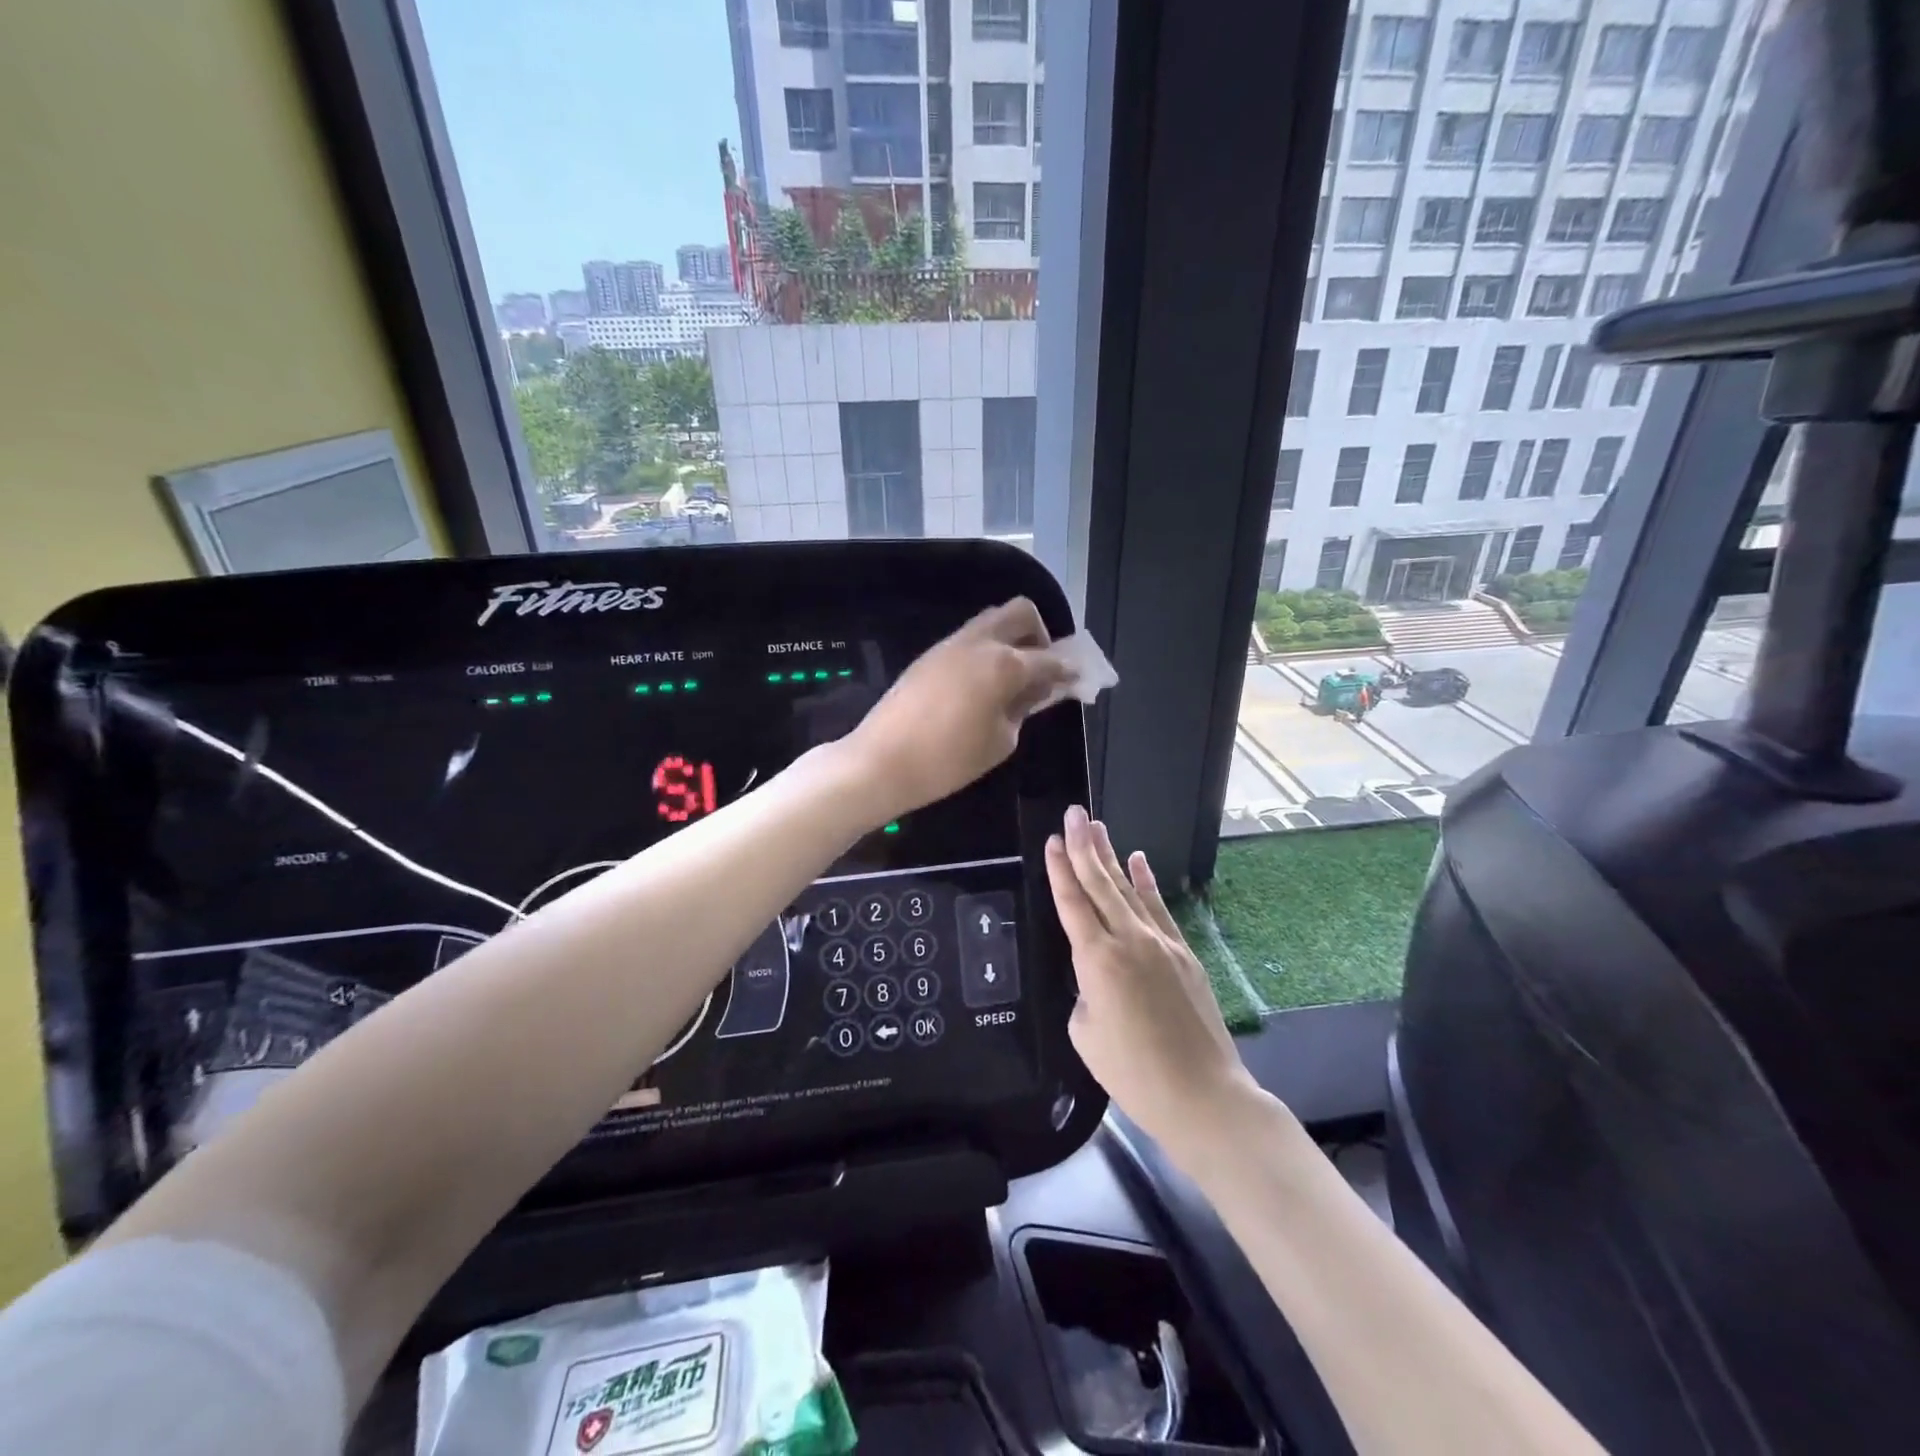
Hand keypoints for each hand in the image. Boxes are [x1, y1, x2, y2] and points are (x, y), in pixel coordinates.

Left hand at [852, 597, 1071, 819]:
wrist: (882, 761)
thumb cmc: (949, 760)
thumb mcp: (1000, 741)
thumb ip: (1024, 708)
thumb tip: (1038, 689)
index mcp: (1004, 663)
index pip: (1049, 658)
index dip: (1068, 669)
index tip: (1078, 678)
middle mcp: (979, 642)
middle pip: (1021, 612)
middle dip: (1040, 634)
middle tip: (1042, 667)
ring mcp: (950, 644)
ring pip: (991, 621)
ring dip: (1010, 639)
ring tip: (1013, 677)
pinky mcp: (929, 655)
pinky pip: (968, 639)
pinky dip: (986, 651)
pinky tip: (983, 683)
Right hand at [1047, 807, 1260, 1169]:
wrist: (1201, 1093)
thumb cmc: (1133, 1072)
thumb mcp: (1086, 1034)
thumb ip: (1085, 992)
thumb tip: (1096, 977)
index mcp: (1097, 960)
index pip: (1072, 903)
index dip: (1059, 870)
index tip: (1051, 841)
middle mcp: (1128, 940)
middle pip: (1100, 884)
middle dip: (1083, 846)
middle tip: (1074, 813)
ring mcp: (1161, 942)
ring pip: (1128, 889)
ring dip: (1111, 856)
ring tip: (1097, 826)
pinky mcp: (1184, 952)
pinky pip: (1159, 908)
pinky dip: (1147, 882)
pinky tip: (1139, 860)